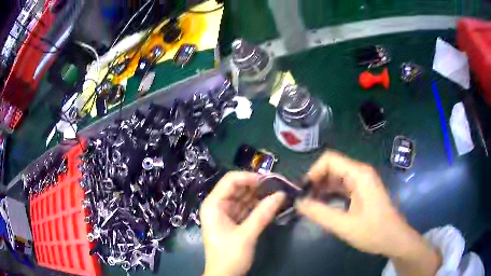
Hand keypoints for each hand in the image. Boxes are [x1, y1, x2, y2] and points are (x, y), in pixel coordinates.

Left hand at [200, 172, 285, 275]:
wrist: (224, 275)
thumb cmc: (230, 255)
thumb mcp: (247, 235)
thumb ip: (263, 214)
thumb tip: (281, 194)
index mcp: (213, 205)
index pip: (230, 180)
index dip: (250, 177)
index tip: (270, 180)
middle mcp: (218, 205)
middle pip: (238, 188)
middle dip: (257, 186)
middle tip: (279, 185)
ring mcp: (226, 213)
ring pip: (244, 198)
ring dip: (260, 195)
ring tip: (278, 192)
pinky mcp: (234, 221)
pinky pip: (247, 208)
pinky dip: (258, 206)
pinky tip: (272, 203)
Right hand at [296, 151, 440, 275]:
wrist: (395, 239)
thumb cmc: (374, 232)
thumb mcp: (344, 225)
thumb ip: (320, 213)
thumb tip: (298, 203)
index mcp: (359, 175)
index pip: (329, 160)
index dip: (313, 172)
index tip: (303, 191)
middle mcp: (360, 173)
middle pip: (332, 167)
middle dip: (316, 180)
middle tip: (303, 199)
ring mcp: (362, 181)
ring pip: (336, 176)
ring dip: (322, 187)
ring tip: (309, 203)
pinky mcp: (363, 190)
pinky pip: (342, 186)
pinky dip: (330, 193)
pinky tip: (322, 205)